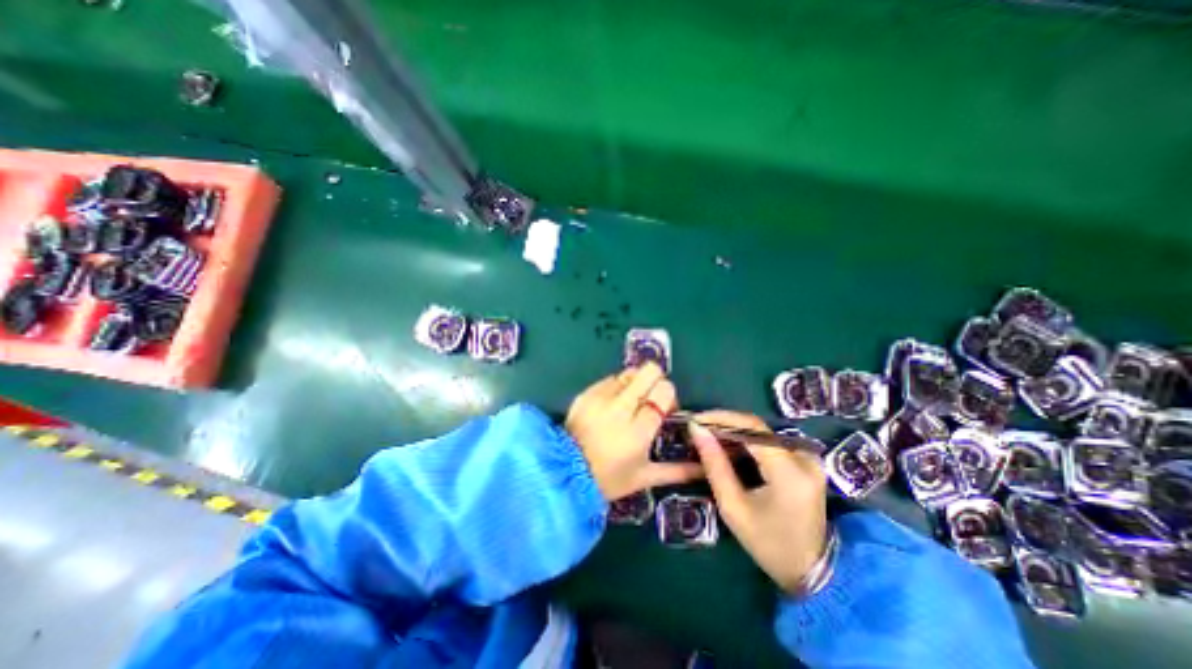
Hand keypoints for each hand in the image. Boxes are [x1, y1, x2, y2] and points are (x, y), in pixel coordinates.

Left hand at [565, 361, 699, 501]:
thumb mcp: (644, 477)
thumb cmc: (608, 478)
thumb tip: (704, 468)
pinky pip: (610, 379)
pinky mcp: (586, 393)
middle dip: (655, 380)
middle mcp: (621, 408)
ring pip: (630, 372)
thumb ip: (677, 470)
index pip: (664, 392)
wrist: (565, 472)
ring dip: (635, 384)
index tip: (664, 408)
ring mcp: (601, 397)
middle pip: (649, 371)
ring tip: (629, 403)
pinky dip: (616, 387)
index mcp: (638, 431)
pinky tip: (611, 405)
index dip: (668, 395)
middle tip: (650, 399)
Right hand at [689, 410, 831, 593]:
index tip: (695, 419)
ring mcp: (809, 458)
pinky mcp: (807, 462)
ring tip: (709, 437)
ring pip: (762, 432)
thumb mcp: (733, 507)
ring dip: (734, 431)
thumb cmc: (768, 544)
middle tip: (699, 429)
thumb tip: (696, 430)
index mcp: (789, 471)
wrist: (812, 572)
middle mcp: (804, 457)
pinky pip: (771, 441)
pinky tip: (729, 447)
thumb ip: (714, 465)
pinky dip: (747, 441)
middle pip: (757, 427)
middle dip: (724, 424)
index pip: (752, 427)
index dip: (721, 418)